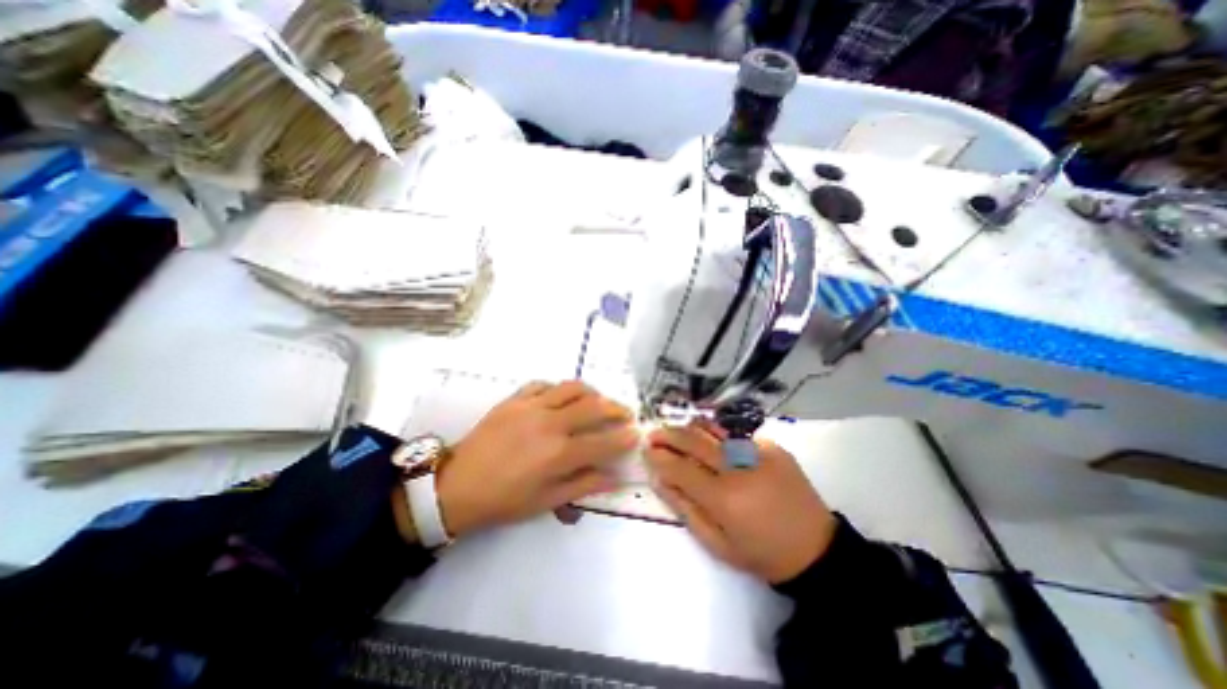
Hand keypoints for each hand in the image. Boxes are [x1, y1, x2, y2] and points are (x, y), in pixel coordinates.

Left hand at [435, 381, 637, 538]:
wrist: (456, 485)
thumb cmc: (503, 500)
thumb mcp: (545, 502)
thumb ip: (582, 486)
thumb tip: (613, 478)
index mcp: (557, 454)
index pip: (602, 442)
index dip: (623, 437)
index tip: (636, 433)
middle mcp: (549, 424)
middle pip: (593, 407)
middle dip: (616, 408)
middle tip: (626, 413)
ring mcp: (531, 406)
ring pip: (572, 388)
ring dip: (592, 392)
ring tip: (599, 400)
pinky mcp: (514, 399)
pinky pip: (543, 384)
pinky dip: (559, 387)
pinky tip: (563, 396)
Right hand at [645, 423, 838, 583]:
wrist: (815, 549)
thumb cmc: (761, 553)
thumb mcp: (716, 543)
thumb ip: (684, 507)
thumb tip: (659, 479)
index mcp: (724, 498)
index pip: (680, 468)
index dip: (659, 457)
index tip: (646, 451)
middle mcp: (739, 467)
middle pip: (694, 440)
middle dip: (668, 434)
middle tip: (653, 433)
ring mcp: (758, 451)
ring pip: (713, 429)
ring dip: (689, 427)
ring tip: (675, 430)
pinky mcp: (772, 446)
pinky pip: (735, 434)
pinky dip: (715, 434)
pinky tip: (708, 438)